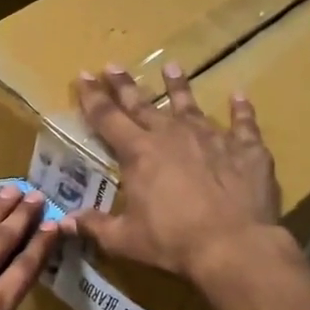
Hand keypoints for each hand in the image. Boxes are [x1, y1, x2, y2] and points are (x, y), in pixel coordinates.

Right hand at [63, 63, 287, 281]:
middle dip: (125, 85)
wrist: (234, 245)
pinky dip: (241, 109)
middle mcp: (172, 135)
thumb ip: (94, 226)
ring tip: (172, 67)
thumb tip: (63, 223)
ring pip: (190, 105)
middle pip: (143, 104)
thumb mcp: (124, 239)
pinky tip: (239, 96)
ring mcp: (212, 138)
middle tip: (113, 64)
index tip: (83, 75)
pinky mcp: (247, 149)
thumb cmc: (172, 242)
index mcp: (138, 153)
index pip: (108, 118)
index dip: (92, 97)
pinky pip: (243, 123)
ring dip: (179, 86)